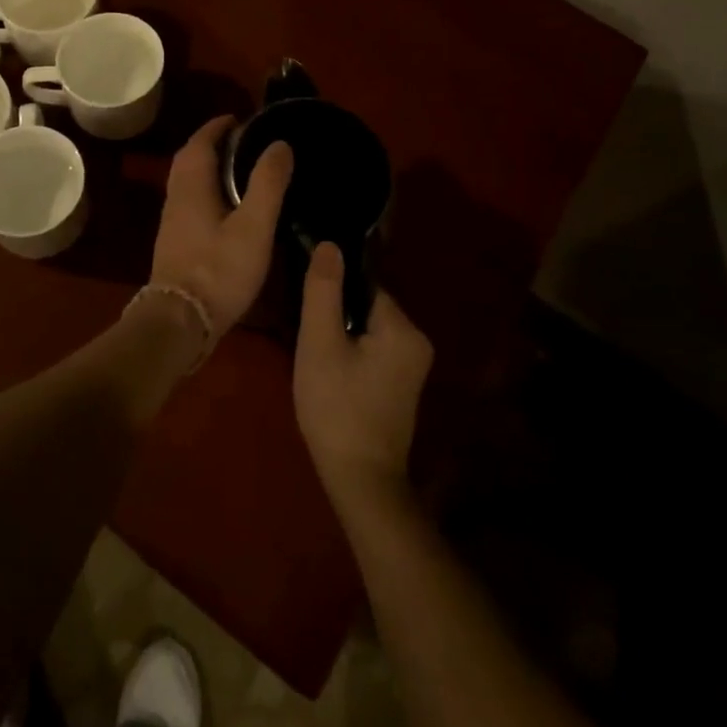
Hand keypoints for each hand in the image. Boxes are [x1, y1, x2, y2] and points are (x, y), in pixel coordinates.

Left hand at [150, 117, 293, 334]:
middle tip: (243, 141)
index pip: (200, 142)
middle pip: (190, 159)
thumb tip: (279, 144)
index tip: (240, 118)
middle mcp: (176, 198)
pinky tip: (229, 208)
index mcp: (192, 186)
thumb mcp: (254, 226)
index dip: (218, 126)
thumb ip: (267, 184)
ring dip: (209, 168)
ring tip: (241, 170)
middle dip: (212, 144)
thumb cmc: (219, 270)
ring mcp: (173, 223)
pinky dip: (208, 191)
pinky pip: (191, 202)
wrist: (180, 323)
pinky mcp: (176, 244)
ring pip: (188, 182)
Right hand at [294, 243, 432, 511]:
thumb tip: (329, 244)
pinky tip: (332, 374)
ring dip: (342, 336)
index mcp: (404, 328)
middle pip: (366, 306)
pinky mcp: (403, 384)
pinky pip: (374, 350)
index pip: (363, 286)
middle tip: (309, 338)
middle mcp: (418, 340)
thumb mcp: (320, 344)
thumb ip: (324, 290)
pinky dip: (352, 354)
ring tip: (317, 358)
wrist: (361, 482)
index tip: (308, 309)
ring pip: (368, 329)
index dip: (332, 293)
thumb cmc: (337, 409)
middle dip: (336, 316)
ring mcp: (413, 366)